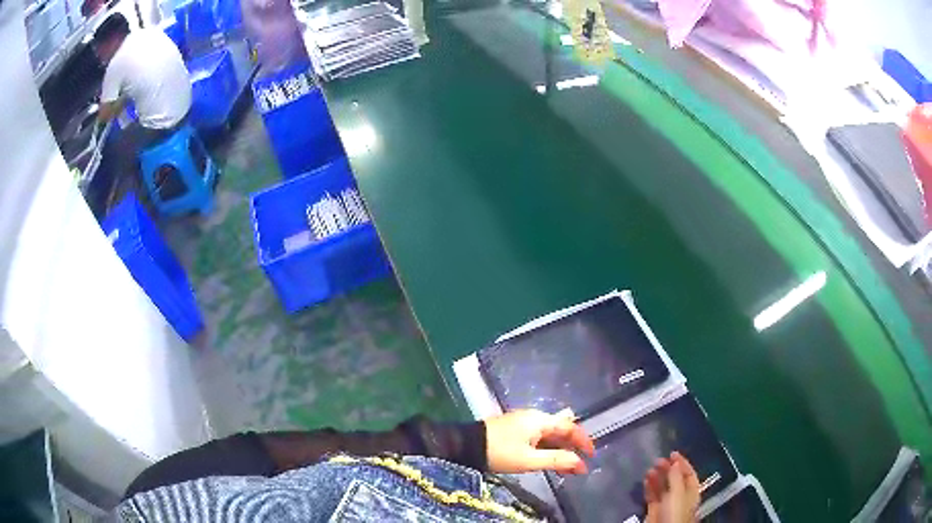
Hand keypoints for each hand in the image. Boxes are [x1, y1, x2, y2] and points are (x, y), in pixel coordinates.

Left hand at [484, 409, 594, 474]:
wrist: (465, 445)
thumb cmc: (499, 452)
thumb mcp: (528, 460)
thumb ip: (556, 460)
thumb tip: (580, 463)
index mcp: (540, 420)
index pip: (570, 427)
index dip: (583, 441)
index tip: (591, 456)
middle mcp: (535, 416)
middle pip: (561, 428)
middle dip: (572, 445)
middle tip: (578, 464)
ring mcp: (524, 421)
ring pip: (549, 433)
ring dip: (560, 448)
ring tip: (565, 466)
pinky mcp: (515, 428)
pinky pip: (539, 436)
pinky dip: (547, 447)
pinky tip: (548, 459)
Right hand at [644, 452, 700, 522]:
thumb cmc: (675, 512)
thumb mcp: (678, 493)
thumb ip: (676, 478)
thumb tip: (675, 463)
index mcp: (691, 492)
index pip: (689, 474)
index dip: (682, 463)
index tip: (672, 453)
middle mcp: (680, 497)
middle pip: (676, 480)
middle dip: (668, 469)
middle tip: (658, 460)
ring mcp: (667, 504)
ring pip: (663, 488)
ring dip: (657, 477)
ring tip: (650, 469)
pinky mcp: (654, 511)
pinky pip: (652, 496)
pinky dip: (649, 487)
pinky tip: (646, 480)